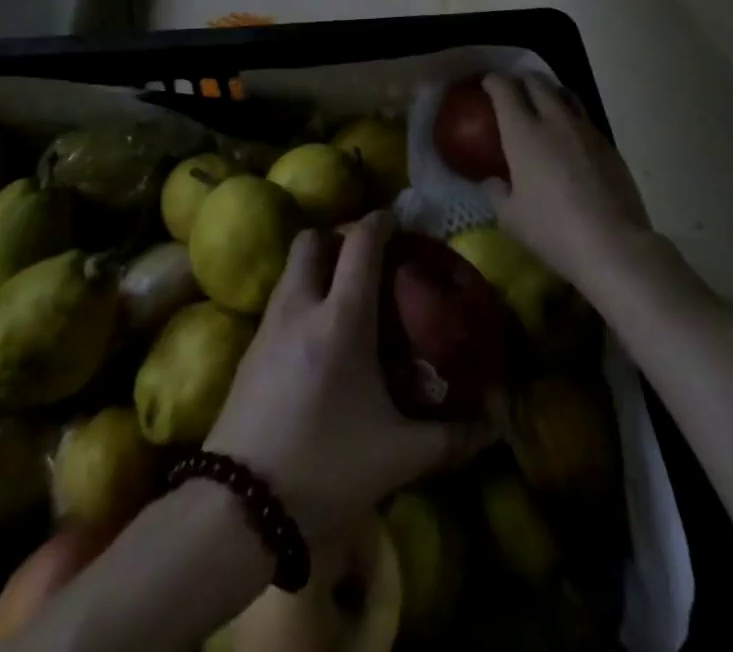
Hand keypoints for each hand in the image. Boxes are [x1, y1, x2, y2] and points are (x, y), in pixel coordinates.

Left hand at [204, 211, 492, 547]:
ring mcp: (269, 325)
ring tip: (347, 293)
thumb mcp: (398, 456)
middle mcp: (302, 306)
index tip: (402, 222)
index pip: (360, 241)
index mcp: (342, 318)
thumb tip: (495, 424)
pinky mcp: (249, 349)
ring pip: (293, 267)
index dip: (382, 220)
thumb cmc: (325, 469)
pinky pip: (280, 298)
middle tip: (369, 258)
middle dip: (341, 236)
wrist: (236, 511)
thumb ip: (451, 437)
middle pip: (314, 239)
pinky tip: (318, 334)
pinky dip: (302, 294)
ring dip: (319, 264)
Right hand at [480, 74, 648, 283]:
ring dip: (550, 92)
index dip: (492, 81)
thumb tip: (493, 180)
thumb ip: (496, 191)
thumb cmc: (552, 230)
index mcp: (523, 132)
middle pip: (537, 81)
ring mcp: (586, 129)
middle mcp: (554, 120)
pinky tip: (570, 139)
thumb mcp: (510, 217)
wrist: (613, 244)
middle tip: (513, 93)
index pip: (504, 89)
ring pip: (566, 93)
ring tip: (543, 106)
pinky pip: (585, 118)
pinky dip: (571, 117)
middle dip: (521, 81)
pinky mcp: (609, 144)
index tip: (486, 85)